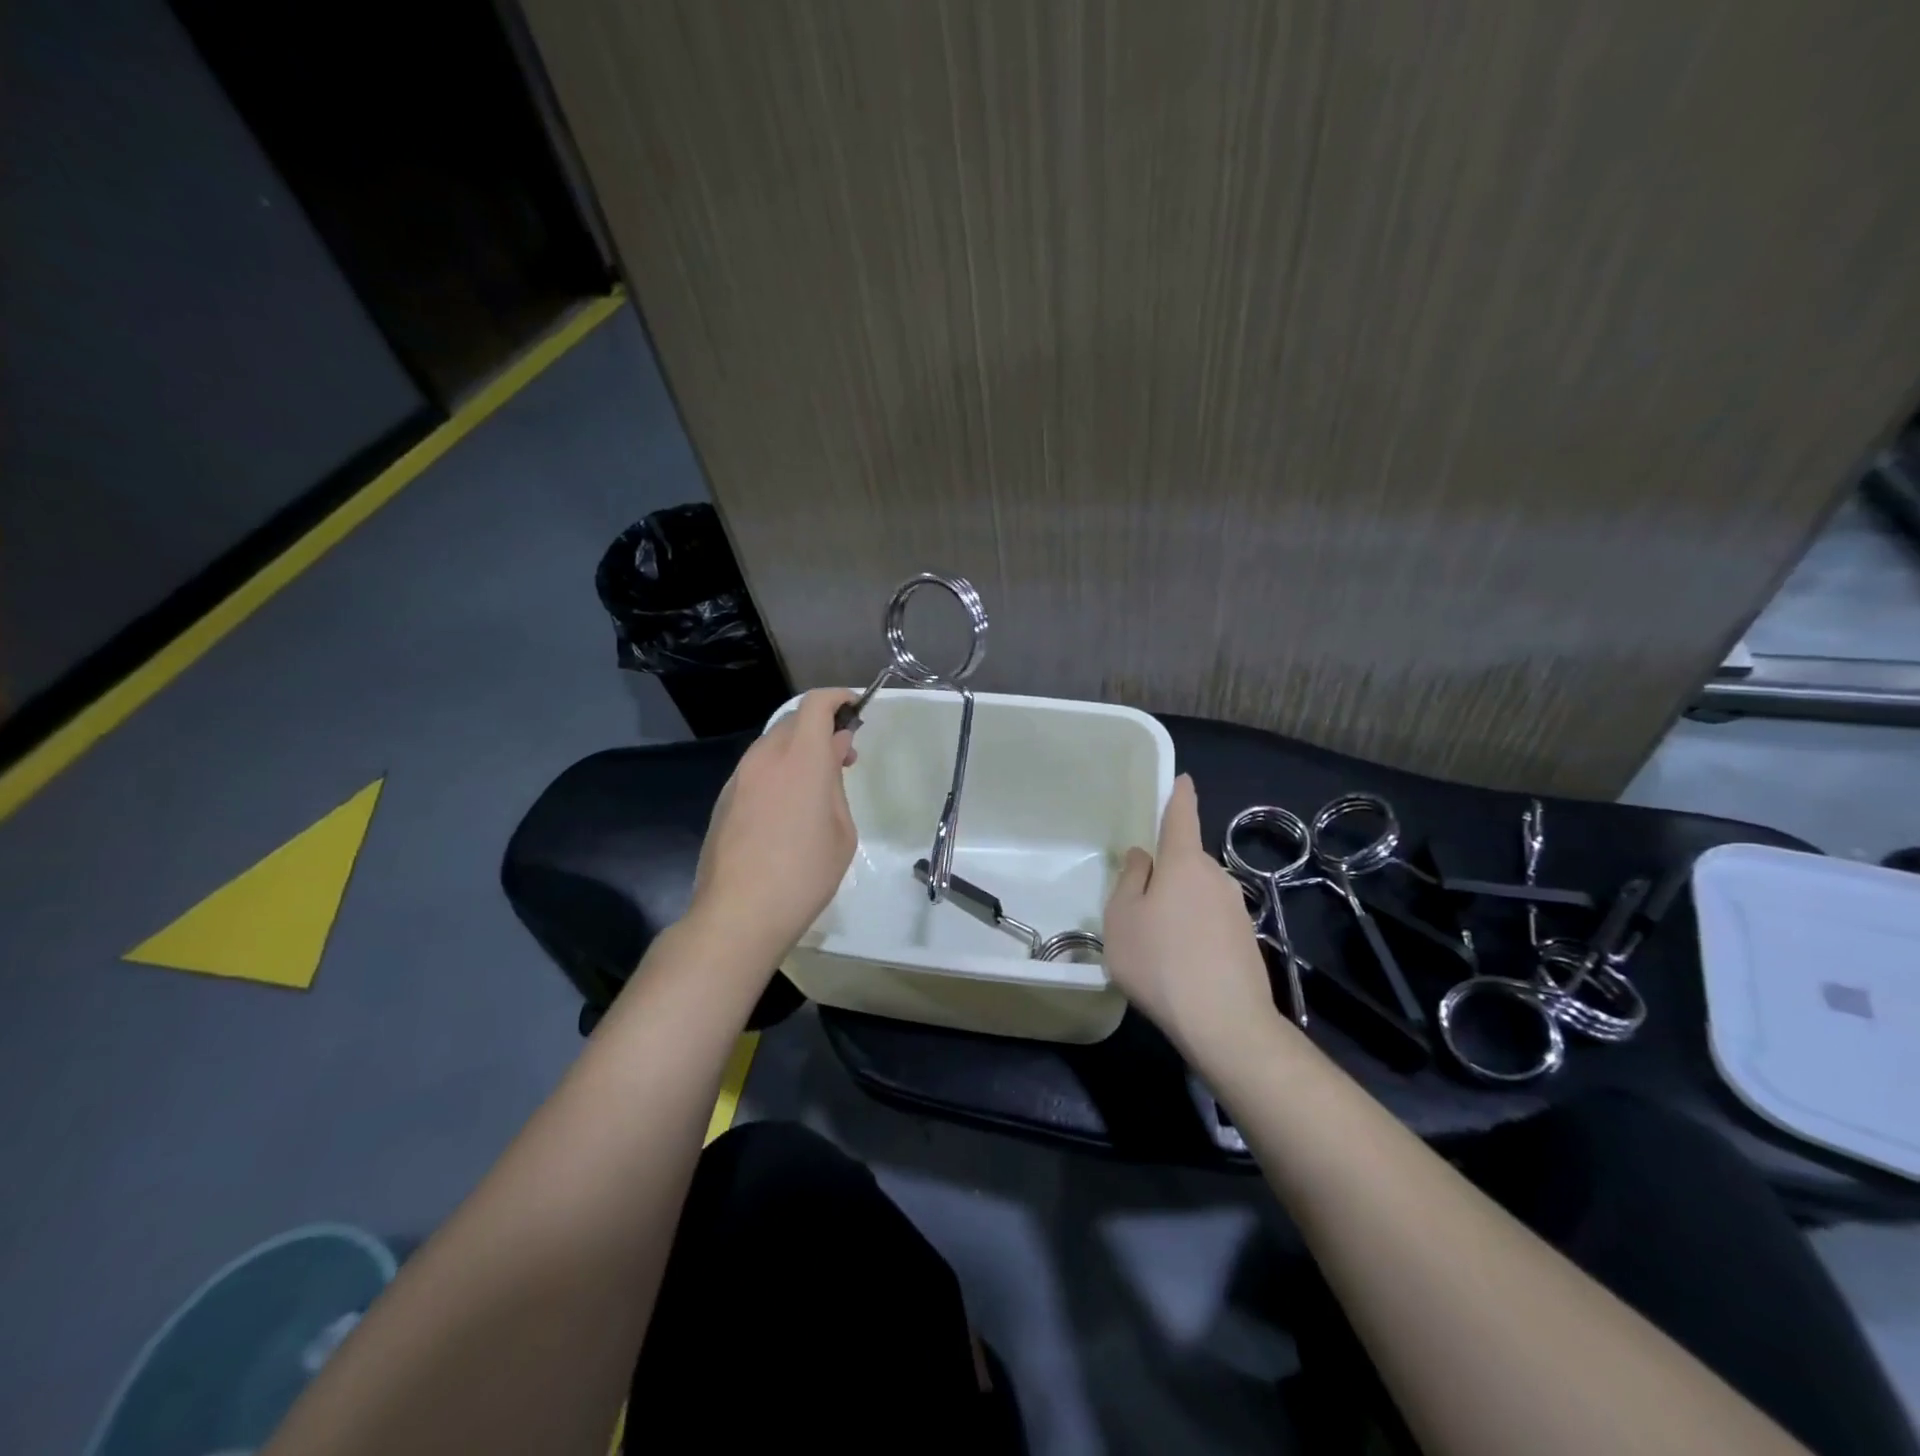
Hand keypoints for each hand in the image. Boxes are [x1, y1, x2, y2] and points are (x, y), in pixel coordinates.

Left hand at [688, 689, 858, 969]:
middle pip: (794, 722)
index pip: (816, 704)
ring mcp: (739, 778)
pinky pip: (757, 770)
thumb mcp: (842, 831)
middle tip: (843, 758)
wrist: (738, 914)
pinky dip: (778, 771)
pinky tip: (787, 808)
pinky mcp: (724, 800)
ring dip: (798, 751)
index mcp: (801, 759)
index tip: (855, 709)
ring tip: (816, 786)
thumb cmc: (805, 874)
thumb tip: (832, 754)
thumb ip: (836, 784)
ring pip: (772, 745)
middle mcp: (765, 758)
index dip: (837, 699)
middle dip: (821, 728)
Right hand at [1102, 775, 1281, 1062]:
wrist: (1225, 1023)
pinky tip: (1180, 962)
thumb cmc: (1161, 960)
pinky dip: (1193, 929)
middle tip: (1138, 900)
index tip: (1181, 780)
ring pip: (1198, 893)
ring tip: (1156, 940)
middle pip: (1186, 860)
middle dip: (1166, 869)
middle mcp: (1215, 876)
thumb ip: (1130, 878)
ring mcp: (1236, 909)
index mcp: (1184, 862)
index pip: (1182, 815)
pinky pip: (1210, 921)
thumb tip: (1144, 856)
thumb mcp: (1122, 917)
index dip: (1179, 794)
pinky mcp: (1245, 940)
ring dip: (1179, 904)